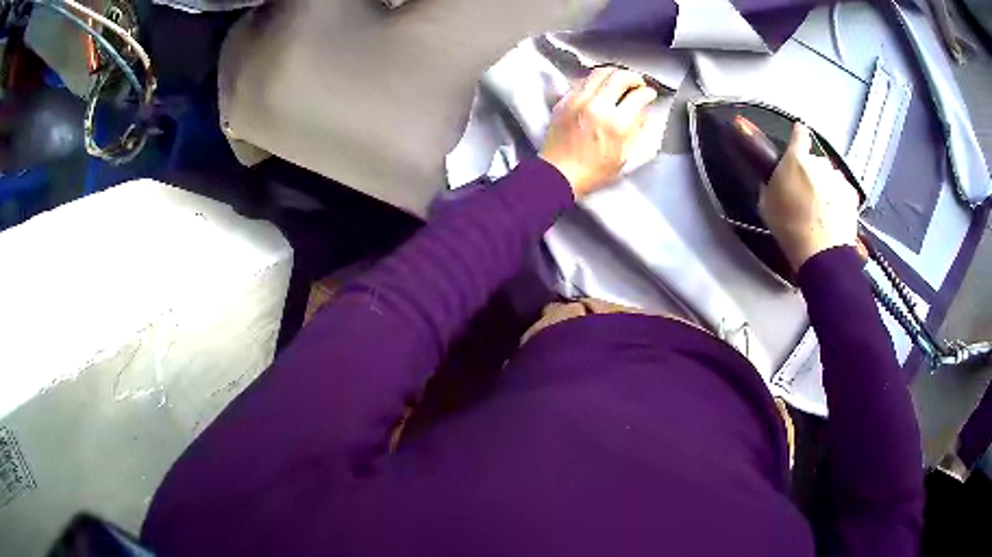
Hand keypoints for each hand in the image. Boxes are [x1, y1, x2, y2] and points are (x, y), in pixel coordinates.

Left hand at [539, 67, 657, 197]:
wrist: (559, 173)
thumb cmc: (593, 171)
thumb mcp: (624, 156)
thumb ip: (636, 130)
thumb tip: (643, 112)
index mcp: (616, 123)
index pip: (638, 96)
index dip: (648, 93)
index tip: (649, 94)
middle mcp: (597, 106)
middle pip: (619, 76)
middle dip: (633, 77)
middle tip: (637, 84)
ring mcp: (578, 100)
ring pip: (600, 72)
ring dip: (614, 73)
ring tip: (620, 81)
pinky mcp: (564, 100)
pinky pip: (583, 81)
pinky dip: (596, 80)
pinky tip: (601, 88)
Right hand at [760, 123, 860, 270]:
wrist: (821, 252)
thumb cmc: (790, 227)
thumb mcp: (768, 204)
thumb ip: (774, 183)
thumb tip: (776, 180)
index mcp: (796, 159)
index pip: (799, 134)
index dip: (798, 134)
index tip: (799, 135)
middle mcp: (820, 163)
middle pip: (817, 161)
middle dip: (812, 172)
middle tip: (806, 194)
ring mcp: (838, 179)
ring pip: (831, 176)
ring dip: (827, 186)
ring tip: (821, 209)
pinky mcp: (851, 195)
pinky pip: (843, 191)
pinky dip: (839, 199)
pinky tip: (833, 215)